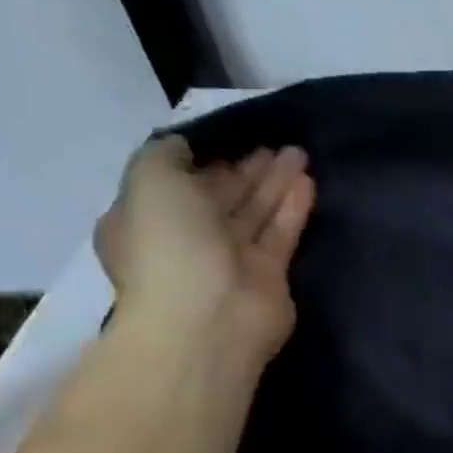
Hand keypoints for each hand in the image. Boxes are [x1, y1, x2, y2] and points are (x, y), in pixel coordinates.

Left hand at [94, 136, 314, 359]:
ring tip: (299, 152)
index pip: (174, 183)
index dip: (200, 159)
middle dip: (244, 170)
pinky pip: (281, 232)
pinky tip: (307, 180)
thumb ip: (163, 155)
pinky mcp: (269, 274)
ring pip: (254, 212)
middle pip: (220, 197)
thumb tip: (183, 146)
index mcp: (146, 220)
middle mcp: (186, 239)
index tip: (227, 136)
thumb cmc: (169, 246)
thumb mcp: (150, 182)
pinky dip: (292, 206)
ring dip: (274, 182)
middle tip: (272, 143)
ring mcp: (229, 259)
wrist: (209, 316)